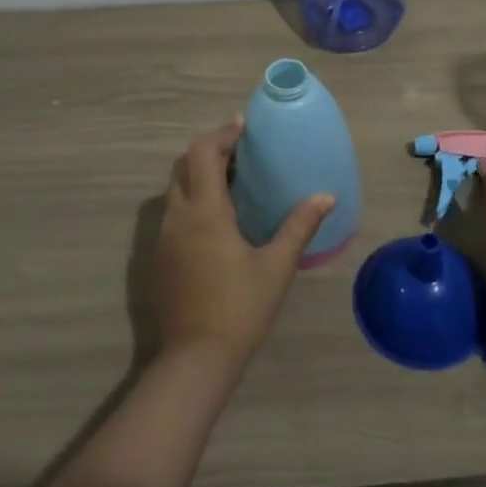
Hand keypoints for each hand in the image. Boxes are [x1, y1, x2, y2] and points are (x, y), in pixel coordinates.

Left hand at [151, 120, 335, 370]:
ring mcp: (164, 238)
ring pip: (175, 190)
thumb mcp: (276, 267)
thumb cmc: (239, 308)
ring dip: (198, 176)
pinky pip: (174, 213)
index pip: (203, 153)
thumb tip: (325, 196)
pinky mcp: (160, 258)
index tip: (243, 127)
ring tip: (232, 181)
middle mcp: (178, 217)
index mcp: (205, 211)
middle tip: (240, 152)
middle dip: (209, 151)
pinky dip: (192, 200)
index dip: (222, 134)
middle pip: (183, 166)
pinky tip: (217, 220)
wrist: (194, 359)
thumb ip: (299, 226)